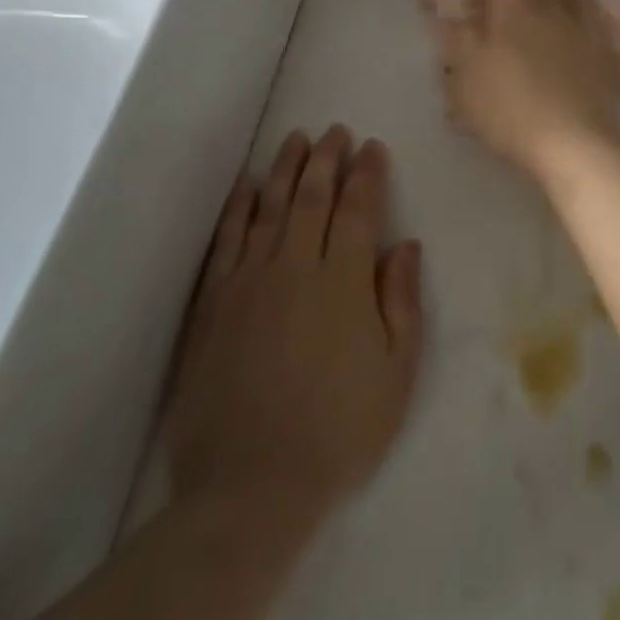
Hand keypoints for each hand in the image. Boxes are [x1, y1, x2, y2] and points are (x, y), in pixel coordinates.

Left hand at [164, 127, 424, 525]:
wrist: (249, 487)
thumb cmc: (338, 431)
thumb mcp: (396, 373)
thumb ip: (402, 301)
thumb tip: (405, 244)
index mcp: (344, 281)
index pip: (358, 209)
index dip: (367, 174)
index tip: (371, 148)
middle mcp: (295, 267)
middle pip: (312, 197)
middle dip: (326, 159)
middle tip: (335, 131)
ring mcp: (248, 282)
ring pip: (269, 207)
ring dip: (284, 168)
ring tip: (295, 138)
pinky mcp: (213, 303)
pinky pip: (227, 240)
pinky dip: (238, 207)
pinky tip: (246, 185)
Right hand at [421, 0, 619, 180]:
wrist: (572, 141)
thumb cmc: (507, 109)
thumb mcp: (465, 77)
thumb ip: (458, 39)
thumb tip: (450, 12)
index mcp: (511, 9)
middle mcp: (550, 8)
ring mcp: (582, 28)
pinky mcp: (605, 53)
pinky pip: (596, 21)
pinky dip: (586, 16)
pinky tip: (583, 25)